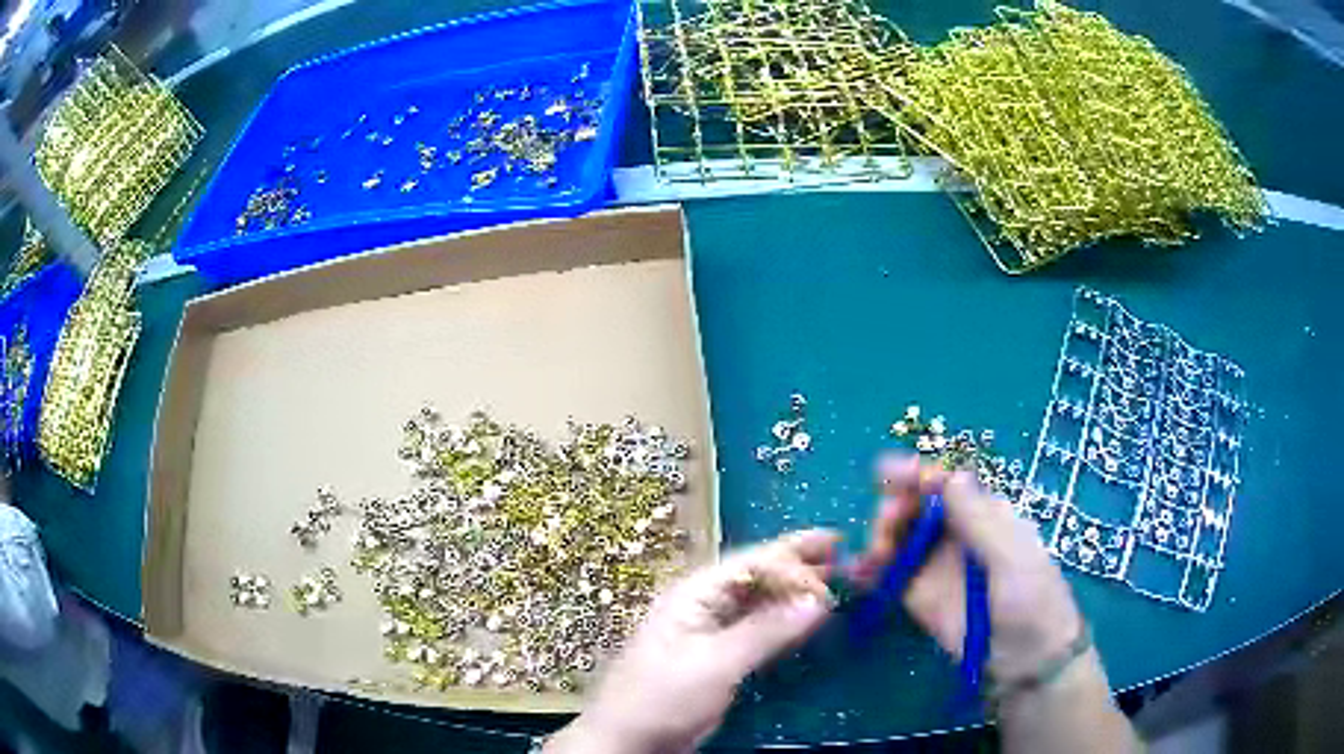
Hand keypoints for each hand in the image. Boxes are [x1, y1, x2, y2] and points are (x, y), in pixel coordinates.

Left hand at [547, 529, 838, 753]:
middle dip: (796, 563)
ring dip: (793, 591)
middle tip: (840, 550)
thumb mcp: (716, 663)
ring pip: (758, 602)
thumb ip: (767, 630)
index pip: (752, 563)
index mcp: (695, 594)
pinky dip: (783, 621)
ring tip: (832, 578)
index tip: (833, 567)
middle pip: (756, 575)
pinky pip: (756, 628)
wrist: (628, 740)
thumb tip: (819, 600)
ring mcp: (709, 632)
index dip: (793, 559)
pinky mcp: (717, 658)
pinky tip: (804, 620)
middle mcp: (702, 605)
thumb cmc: (664, 697)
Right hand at [849, 454, 1082, 683]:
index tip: (887, 474)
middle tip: (886, 526)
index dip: (916, 475)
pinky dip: (869, 571)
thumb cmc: (1031, 599)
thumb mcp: (1011, 557)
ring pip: (899, 538)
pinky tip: (854, 573)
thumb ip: (978, 520)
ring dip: (879, 537)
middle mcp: (957, 535)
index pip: (945, 484)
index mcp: (984, 515)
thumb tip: (949, 475)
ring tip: (875, 557)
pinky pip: (889, 576)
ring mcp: (937, 566)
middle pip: (915, 507)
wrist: (1027, 658)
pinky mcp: (920, 597)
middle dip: (894, 508)